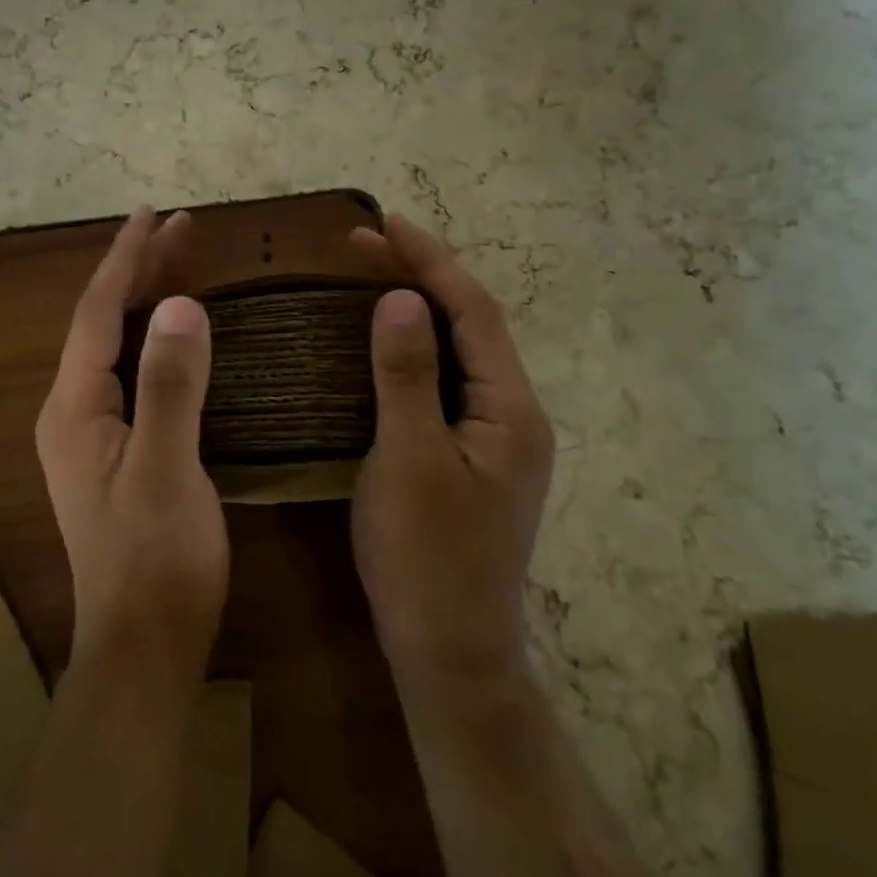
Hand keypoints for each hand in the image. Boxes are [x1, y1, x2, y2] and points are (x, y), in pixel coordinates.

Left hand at [36, 206, 227, 691]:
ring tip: (183, 258)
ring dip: (147, 299)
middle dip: (139, 270)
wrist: (143, 649)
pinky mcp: (115, 451)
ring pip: (117, 346)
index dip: (125, 260)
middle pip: (103, 322)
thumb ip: (170, 387)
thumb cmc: (157, 562)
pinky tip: (177, 330)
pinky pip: (131, 372)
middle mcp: (72, 411)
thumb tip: (183, 306)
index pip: (96, 314)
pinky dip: (154, 337)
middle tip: (180, 225)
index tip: (153, 214)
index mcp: (74, 408)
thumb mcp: (168, 471)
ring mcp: (92, 433)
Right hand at [349, 214, 554, 684]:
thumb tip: (403, 299)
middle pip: (471, 324)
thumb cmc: (426, 558)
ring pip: (458, 351)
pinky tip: (380, 344)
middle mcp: (514, 413)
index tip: (384, 223)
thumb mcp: (409, 461)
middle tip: (362, 244)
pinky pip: (444, 380)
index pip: (474, 311)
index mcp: (511, 409)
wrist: (450, 653)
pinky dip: (413, 349)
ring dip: (418, 308)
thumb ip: (408, 376)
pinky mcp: (471, 454)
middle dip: (422, 275)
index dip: (430, 260)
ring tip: (367, 276)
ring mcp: (495, 436)